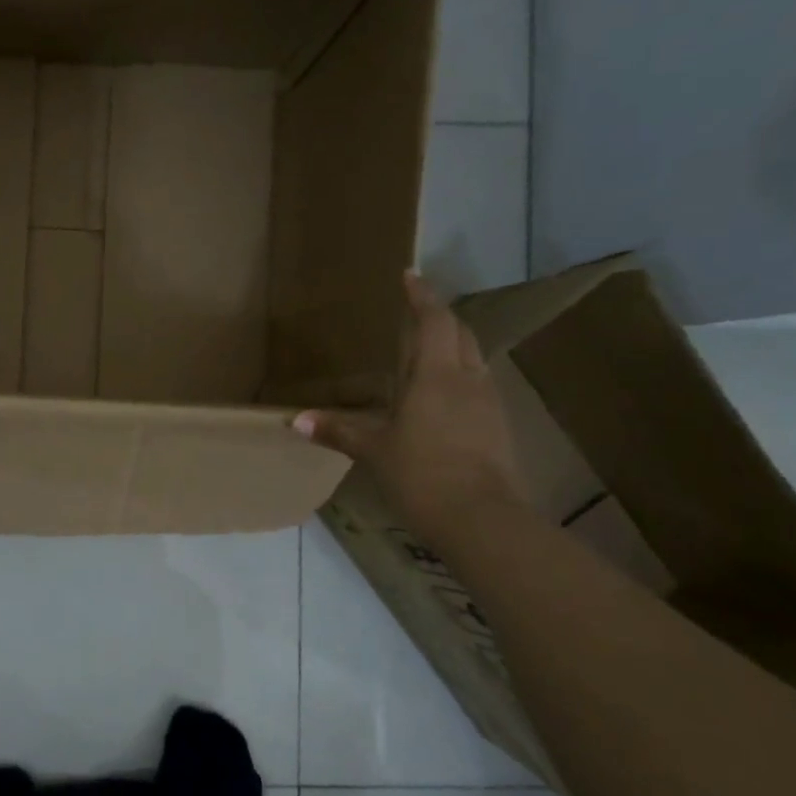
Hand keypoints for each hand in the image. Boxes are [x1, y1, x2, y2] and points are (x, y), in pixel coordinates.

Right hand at [293, 272, 523, 549]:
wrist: (482, 519)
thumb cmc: (423, 474)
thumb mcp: (375, 451)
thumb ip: (339, 431)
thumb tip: (297, 421)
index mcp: (437, 375)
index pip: (434, 320)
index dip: (422, 296)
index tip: (409, 276)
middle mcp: (468, 379)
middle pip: (460, 334)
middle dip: (440, 318)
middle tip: (416, 315)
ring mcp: (489, 404)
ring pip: (473, 359)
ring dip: (453, 348)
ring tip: (427, 354)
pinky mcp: (498, 428)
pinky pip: (478, 386)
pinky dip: (460, 379)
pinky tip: (443, 398)